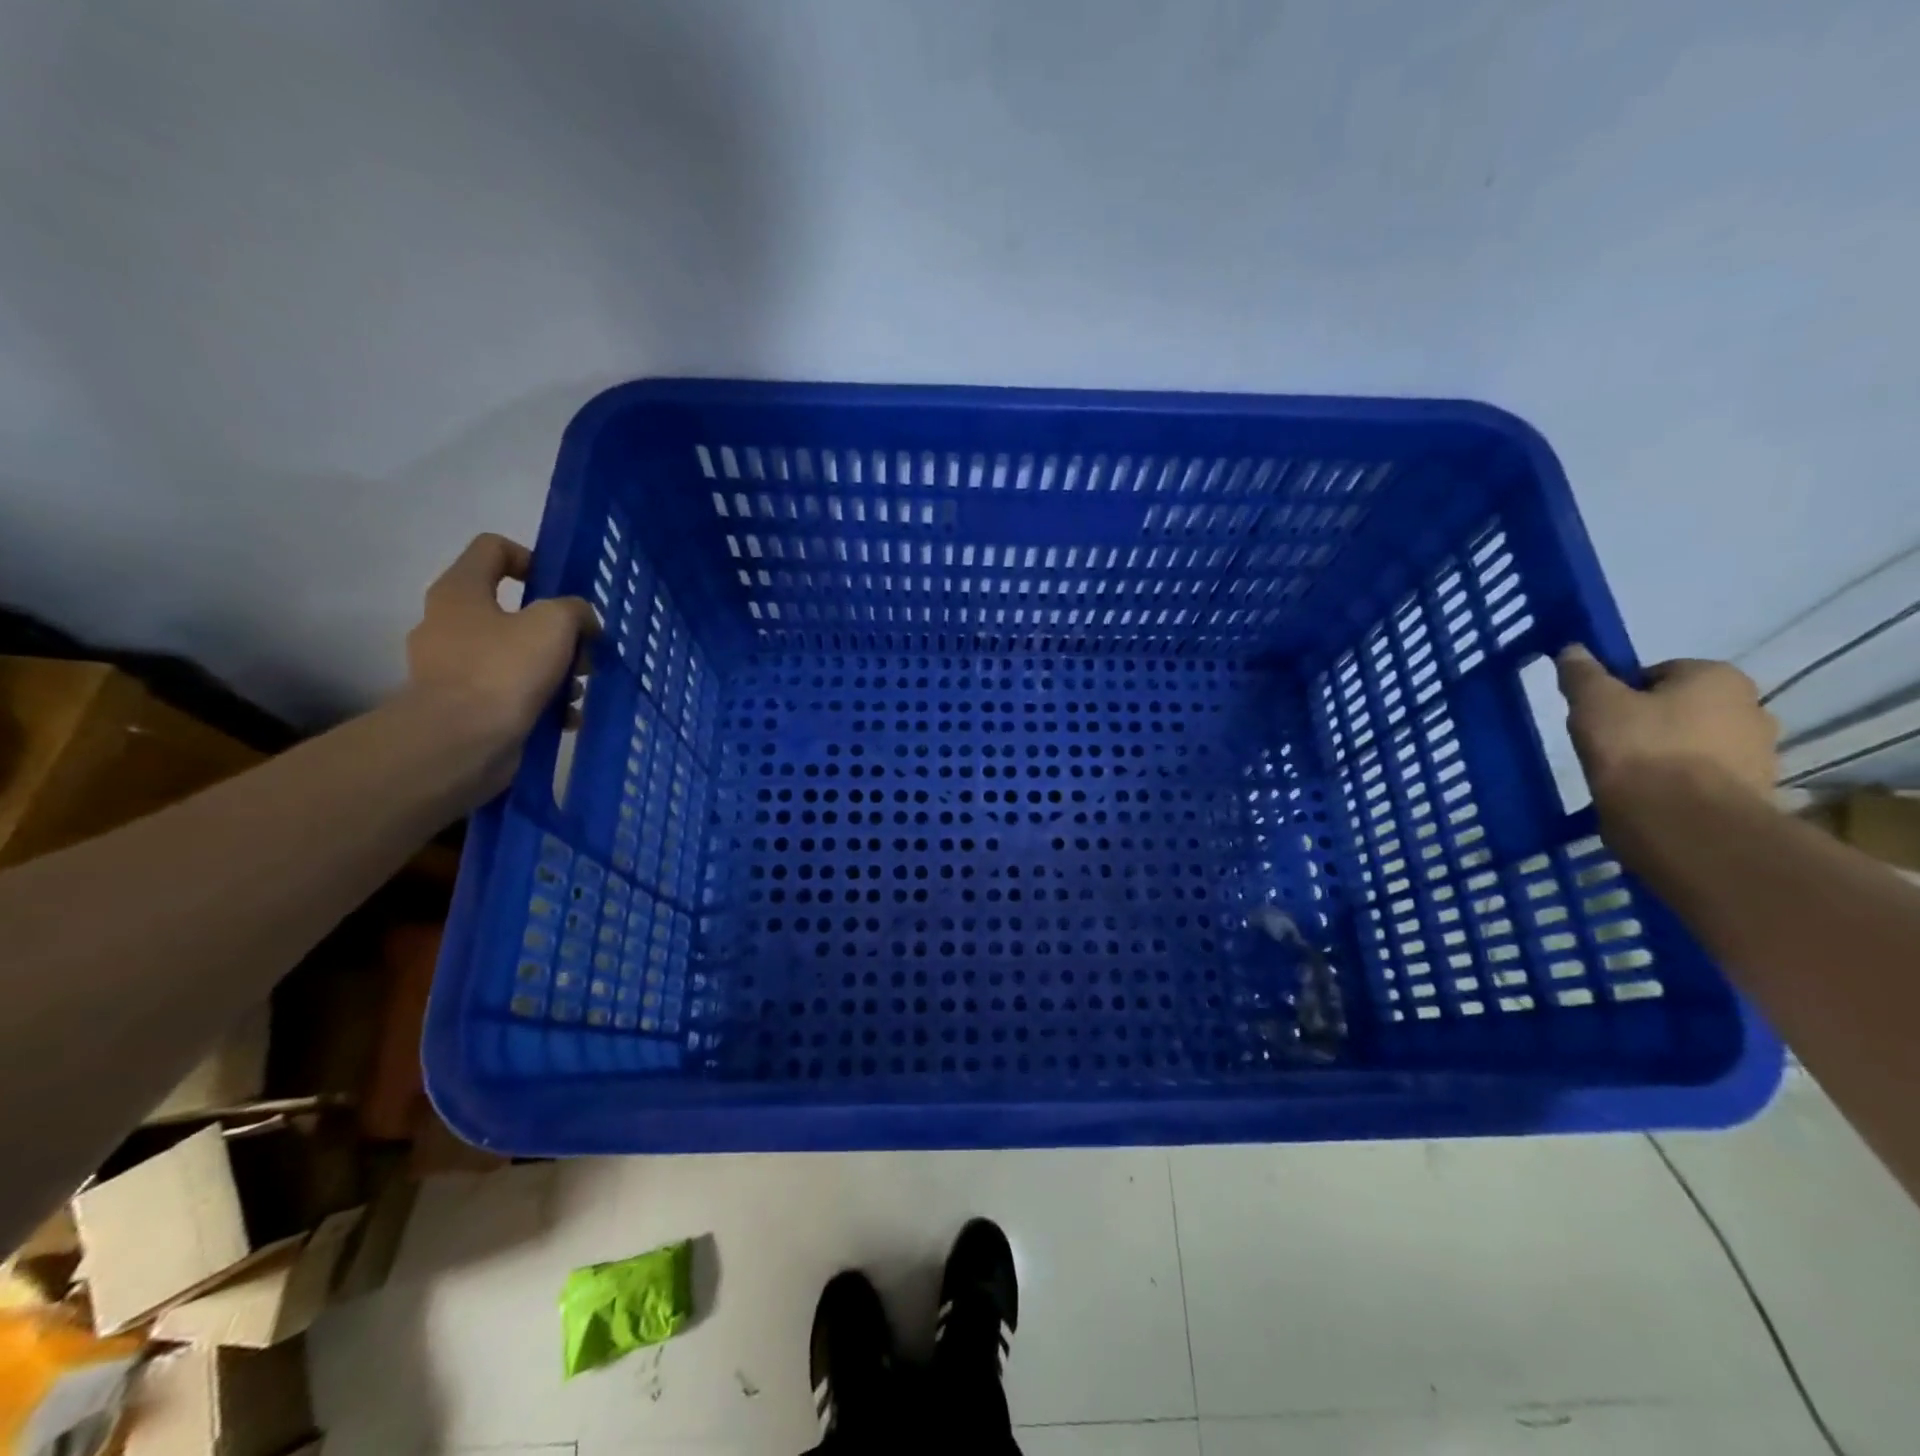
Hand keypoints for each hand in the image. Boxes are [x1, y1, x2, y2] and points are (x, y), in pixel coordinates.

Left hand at [404, 534, 596, 791]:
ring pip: (517, 655)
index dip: (532, 559)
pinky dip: (542, 701)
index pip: (493, 549)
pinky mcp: (465, 705)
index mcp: (461, 591)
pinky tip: (567, 717)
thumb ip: (575, 610)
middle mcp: (449, 623)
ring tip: (579, 692)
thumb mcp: (554, 624)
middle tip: (584, 652)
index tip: (562, 589)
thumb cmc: (504, 670)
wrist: (460, 742)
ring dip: (556, 670)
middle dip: (557, 631)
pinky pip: (512, 692)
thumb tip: (581, 620)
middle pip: (513, 611)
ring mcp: (453, 667)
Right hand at [1556, 646, 1778, 809]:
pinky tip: (1651, 797)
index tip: (1599, 716)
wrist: (1683, 822)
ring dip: (1667, 754)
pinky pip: (1706, 777)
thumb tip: (1573, 650)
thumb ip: (1583, 674)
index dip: (1622, 692)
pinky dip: (1680, 783)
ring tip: (1628, 776)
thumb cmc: (1638, 749)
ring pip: (1696, 743)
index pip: (1658, 673)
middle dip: (1650, 722)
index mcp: (1719, 677)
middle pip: (1682, 708)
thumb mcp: (1594, 703)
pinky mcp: (1754, 792)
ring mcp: (1760, 753)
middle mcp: (1752, 707)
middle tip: (1610, 744)